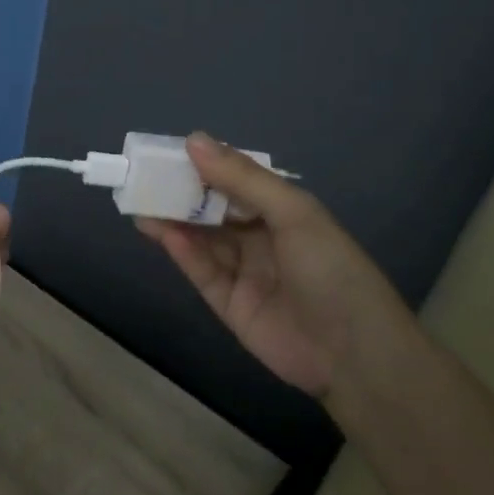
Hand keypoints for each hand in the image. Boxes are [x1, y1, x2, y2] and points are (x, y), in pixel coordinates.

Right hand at [137, 133, 421, 404]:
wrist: (353, 354)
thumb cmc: (331, 270)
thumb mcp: (293, 213)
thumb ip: (242, 178)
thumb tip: (193, 140)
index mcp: (284, 212)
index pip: (237, 182)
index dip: (205, 166)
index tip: (170, 153)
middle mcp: (261, 238)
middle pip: (213, 211)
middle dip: (181, 194)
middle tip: (144, 179)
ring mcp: (244, 271)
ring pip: (201, 239)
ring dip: (174, 221)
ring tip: (140, 204)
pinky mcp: (227, 303)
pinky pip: (201, 271)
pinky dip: (182, 251)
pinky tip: (162, 233)